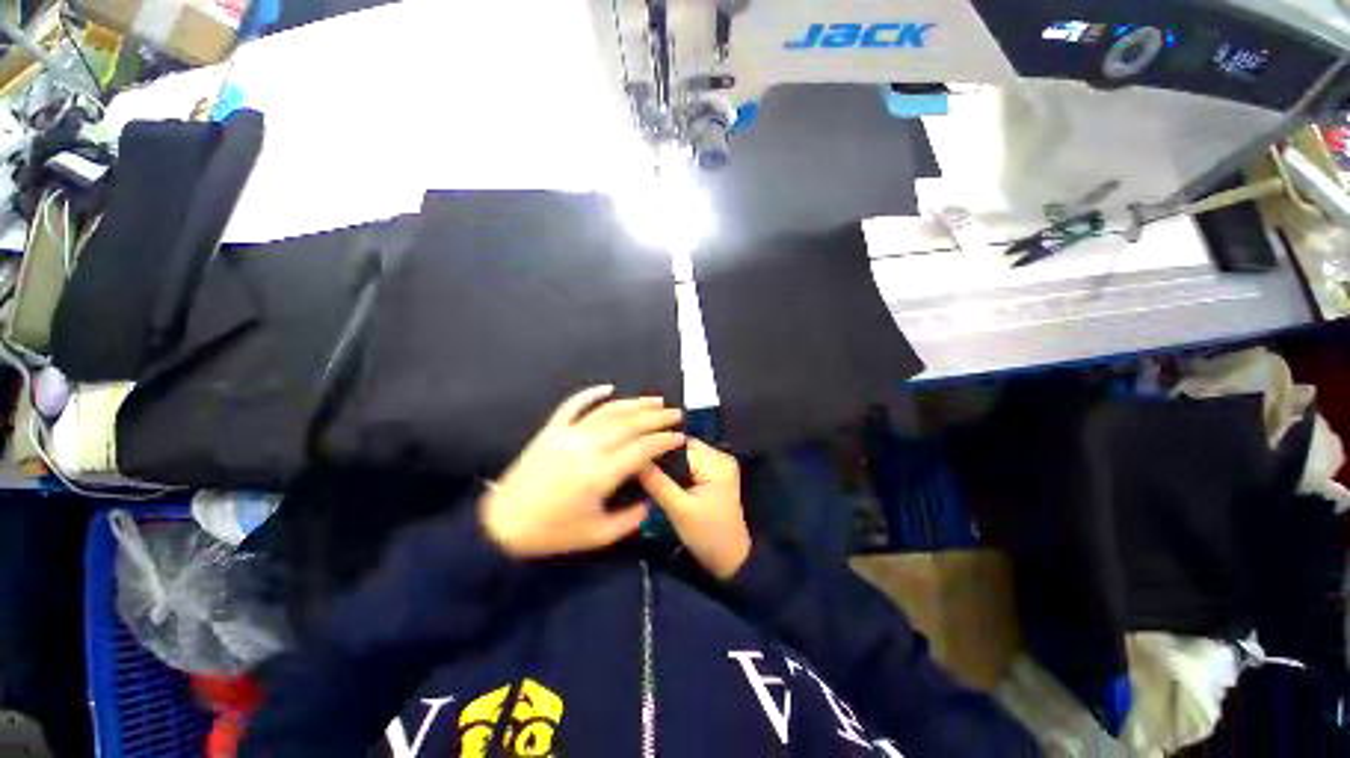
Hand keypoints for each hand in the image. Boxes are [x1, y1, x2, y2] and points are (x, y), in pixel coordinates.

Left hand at [481, 385, 684, 558]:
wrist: (502, 523)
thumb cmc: (551, 532)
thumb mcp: (596, 536)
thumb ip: (629, 519)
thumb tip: (649, 501)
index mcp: (600, 473)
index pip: (642, 448)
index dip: (664, 440)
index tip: (679, 437)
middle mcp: (587, 447)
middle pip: (630, 424)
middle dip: (656, 417)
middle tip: (675, 413)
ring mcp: (568, 434)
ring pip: (608, 411)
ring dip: (634, 403)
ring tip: (654, 400)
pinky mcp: (551, 430)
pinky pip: (573, 405)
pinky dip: (591, 394)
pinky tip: (608, 387)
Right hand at [639, 439, 750, 579]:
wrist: (730, 559)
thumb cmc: (707, 535)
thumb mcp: (678, 510)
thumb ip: (657, 482)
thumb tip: (635, 460)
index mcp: (716, 462)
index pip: (680, 445)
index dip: (657, 451)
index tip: (635, 459)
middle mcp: (722, 456)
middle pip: (684, 447)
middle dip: (663, 455)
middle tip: (639, 466)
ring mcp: (720, 464)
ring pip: (687, 454)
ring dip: (669, 462)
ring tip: (648, 471)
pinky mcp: (716, 474)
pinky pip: (693, 463)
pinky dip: (678, 468)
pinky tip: (663, 477)